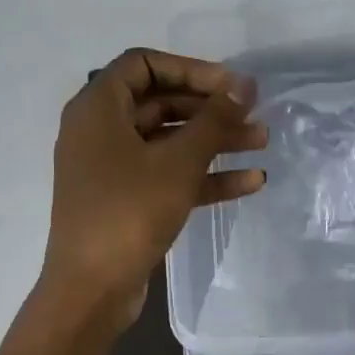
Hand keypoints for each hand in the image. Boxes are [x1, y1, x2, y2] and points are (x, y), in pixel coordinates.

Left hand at [41, 48, 266, 332]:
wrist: (92, 289)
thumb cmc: (129, 212)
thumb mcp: (177, 162)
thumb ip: (213, 120)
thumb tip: (243, 86)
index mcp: (97, 108)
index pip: (144, 65)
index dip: (191, 69)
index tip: (230, 85)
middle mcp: (100, 132)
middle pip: (161, 103)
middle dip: (210, 109)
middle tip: (254, 114)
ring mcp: (112, 169)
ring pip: (169, 143)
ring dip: (215, 141)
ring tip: (262, 143)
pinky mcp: (126, 202)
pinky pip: (168, 176)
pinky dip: (204, 176)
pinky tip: (249, 182)